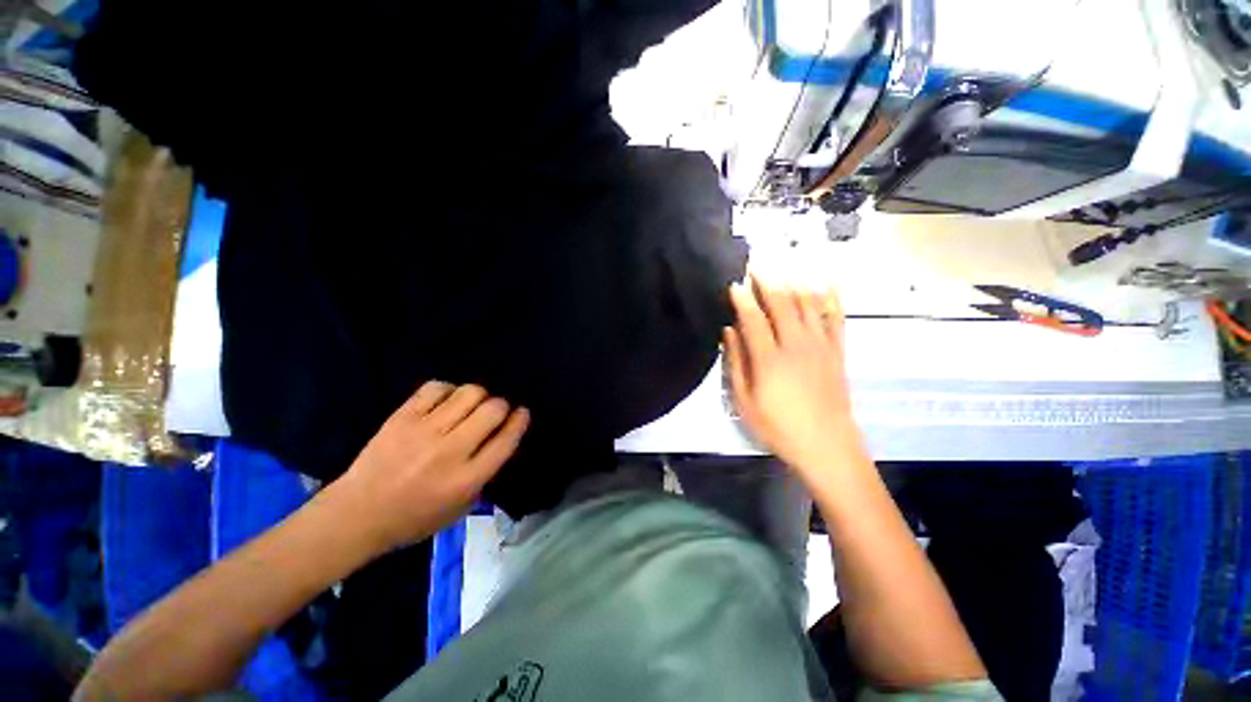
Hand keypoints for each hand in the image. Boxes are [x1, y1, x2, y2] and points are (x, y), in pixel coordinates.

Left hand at [330, 382, 528, 552]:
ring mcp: (424, 431)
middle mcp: (450, 451)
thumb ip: (485, 475)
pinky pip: (436, 388)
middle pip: (493, 410)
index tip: (522, 413)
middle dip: (502, 406)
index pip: (506, 440)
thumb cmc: (413, 519)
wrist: (356, 515)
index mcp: (466, 479)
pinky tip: (446, 400)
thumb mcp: (460, 509)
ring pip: (469, 393)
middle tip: (494, 412)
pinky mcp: (402, 417)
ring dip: (478, 396)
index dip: (520, 421)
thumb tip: (499, 440)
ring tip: (471, 405)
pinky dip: (448, 390)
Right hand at [724, 277, 857, 477]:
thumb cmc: (778, 427)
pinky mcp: (837, 352)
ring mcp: (820, 346)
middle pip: (781, 305)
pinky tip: (827, 284)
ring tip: (783, 270)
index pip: (754, 319)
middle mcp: (796, 345)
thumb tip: (728, 332)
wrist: (826, 445)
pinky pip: (836, 319)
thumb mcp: (745, 401)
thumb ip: (736, 363)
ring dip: (794, 284)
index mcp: (770, 359)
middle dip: (767, 282)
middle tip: (756, 265)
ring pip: (808, 306)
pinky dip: (831, 300)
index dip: (743, 299)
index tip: (734, 283)